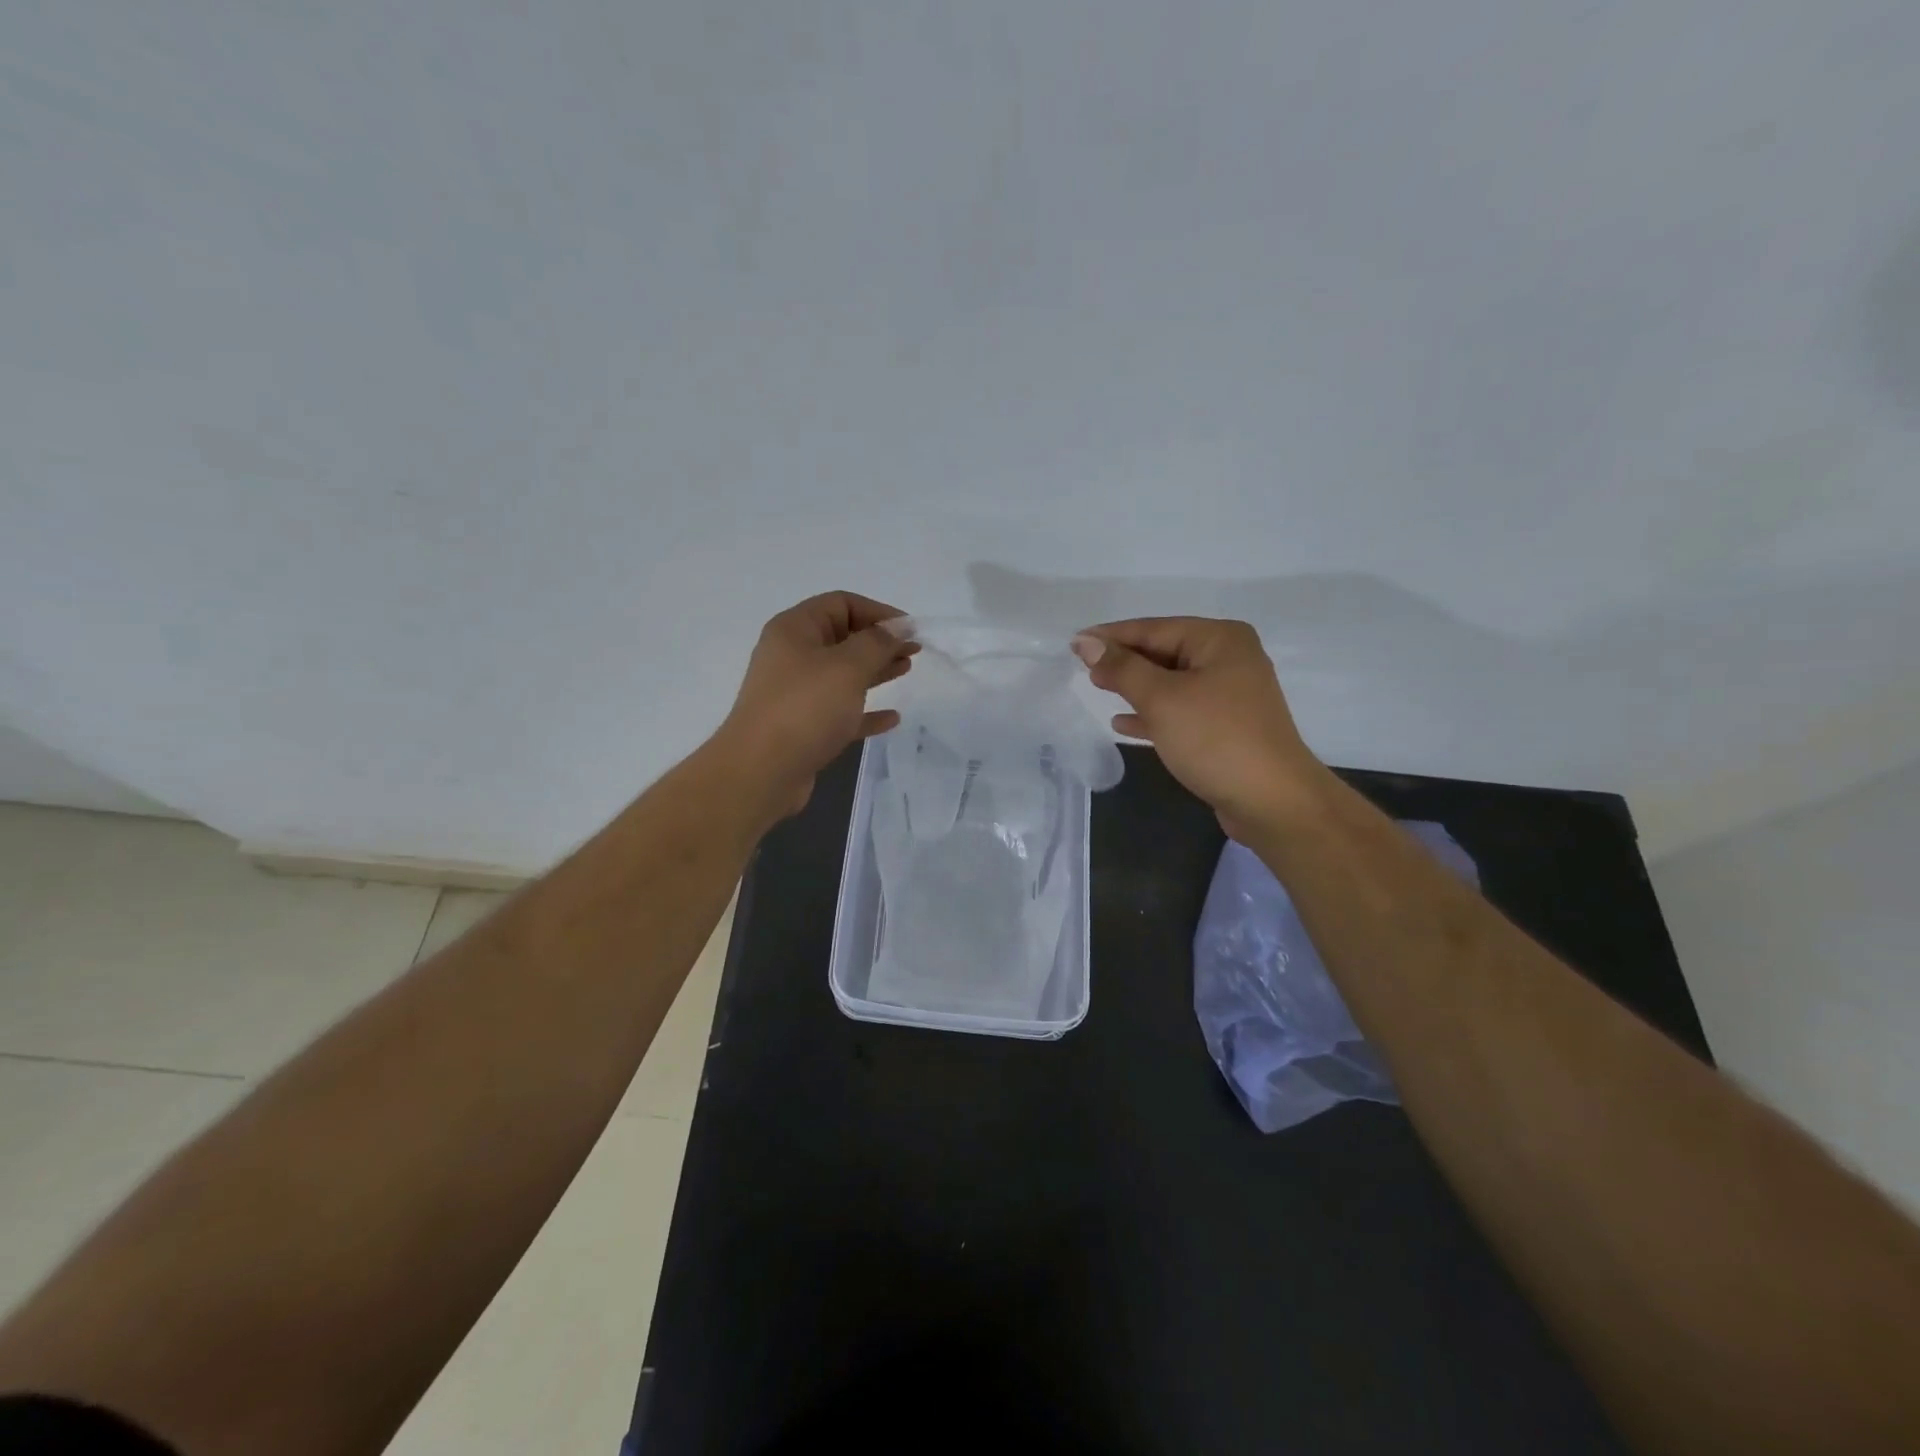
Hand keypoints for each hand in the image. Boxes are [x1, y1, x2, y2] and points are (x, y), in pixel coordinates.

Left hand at [716, 591, 914, 818]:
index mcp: (795, 630)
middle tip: (914, 650)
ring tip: (906, 670)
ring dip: (875, 671)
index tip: (910, 629)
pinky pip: (840, 712)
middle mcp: (792, 656)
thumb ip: (877, 643)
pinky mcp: (803, 727)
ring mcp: (796, 693)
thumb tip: (897, 628)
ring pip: (843, 674)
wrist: (761, 772)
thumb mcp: (847, 667)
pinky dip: (865, 711)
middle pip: (843, 637)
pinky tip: (892, 719)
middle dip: (880, 641)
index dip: (878, 611)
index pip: (841, 603)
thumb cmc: (805, 708)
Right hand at [1072, 617, 1327, 838]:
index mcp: (1220, 639)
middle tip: (1081, 667)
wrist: (1272, 802)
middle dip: (1123, 661)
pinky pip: (1180, 710)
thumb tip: (1087, 643)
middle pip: (1163, 652)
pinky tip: (1122, 723)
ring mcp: (1230, 694)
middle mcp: (1229, 658)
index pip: (1154, 628)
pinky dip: (1152, 714)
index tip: (1074, 643)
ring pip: (1170, 682)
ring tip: (1097, 688)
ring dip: (1134, 687)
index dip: (1111, 636)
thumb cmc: (1215, 740)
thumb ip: (1122, 668)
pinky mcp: (1226, 726)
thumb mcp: (1162, 700)